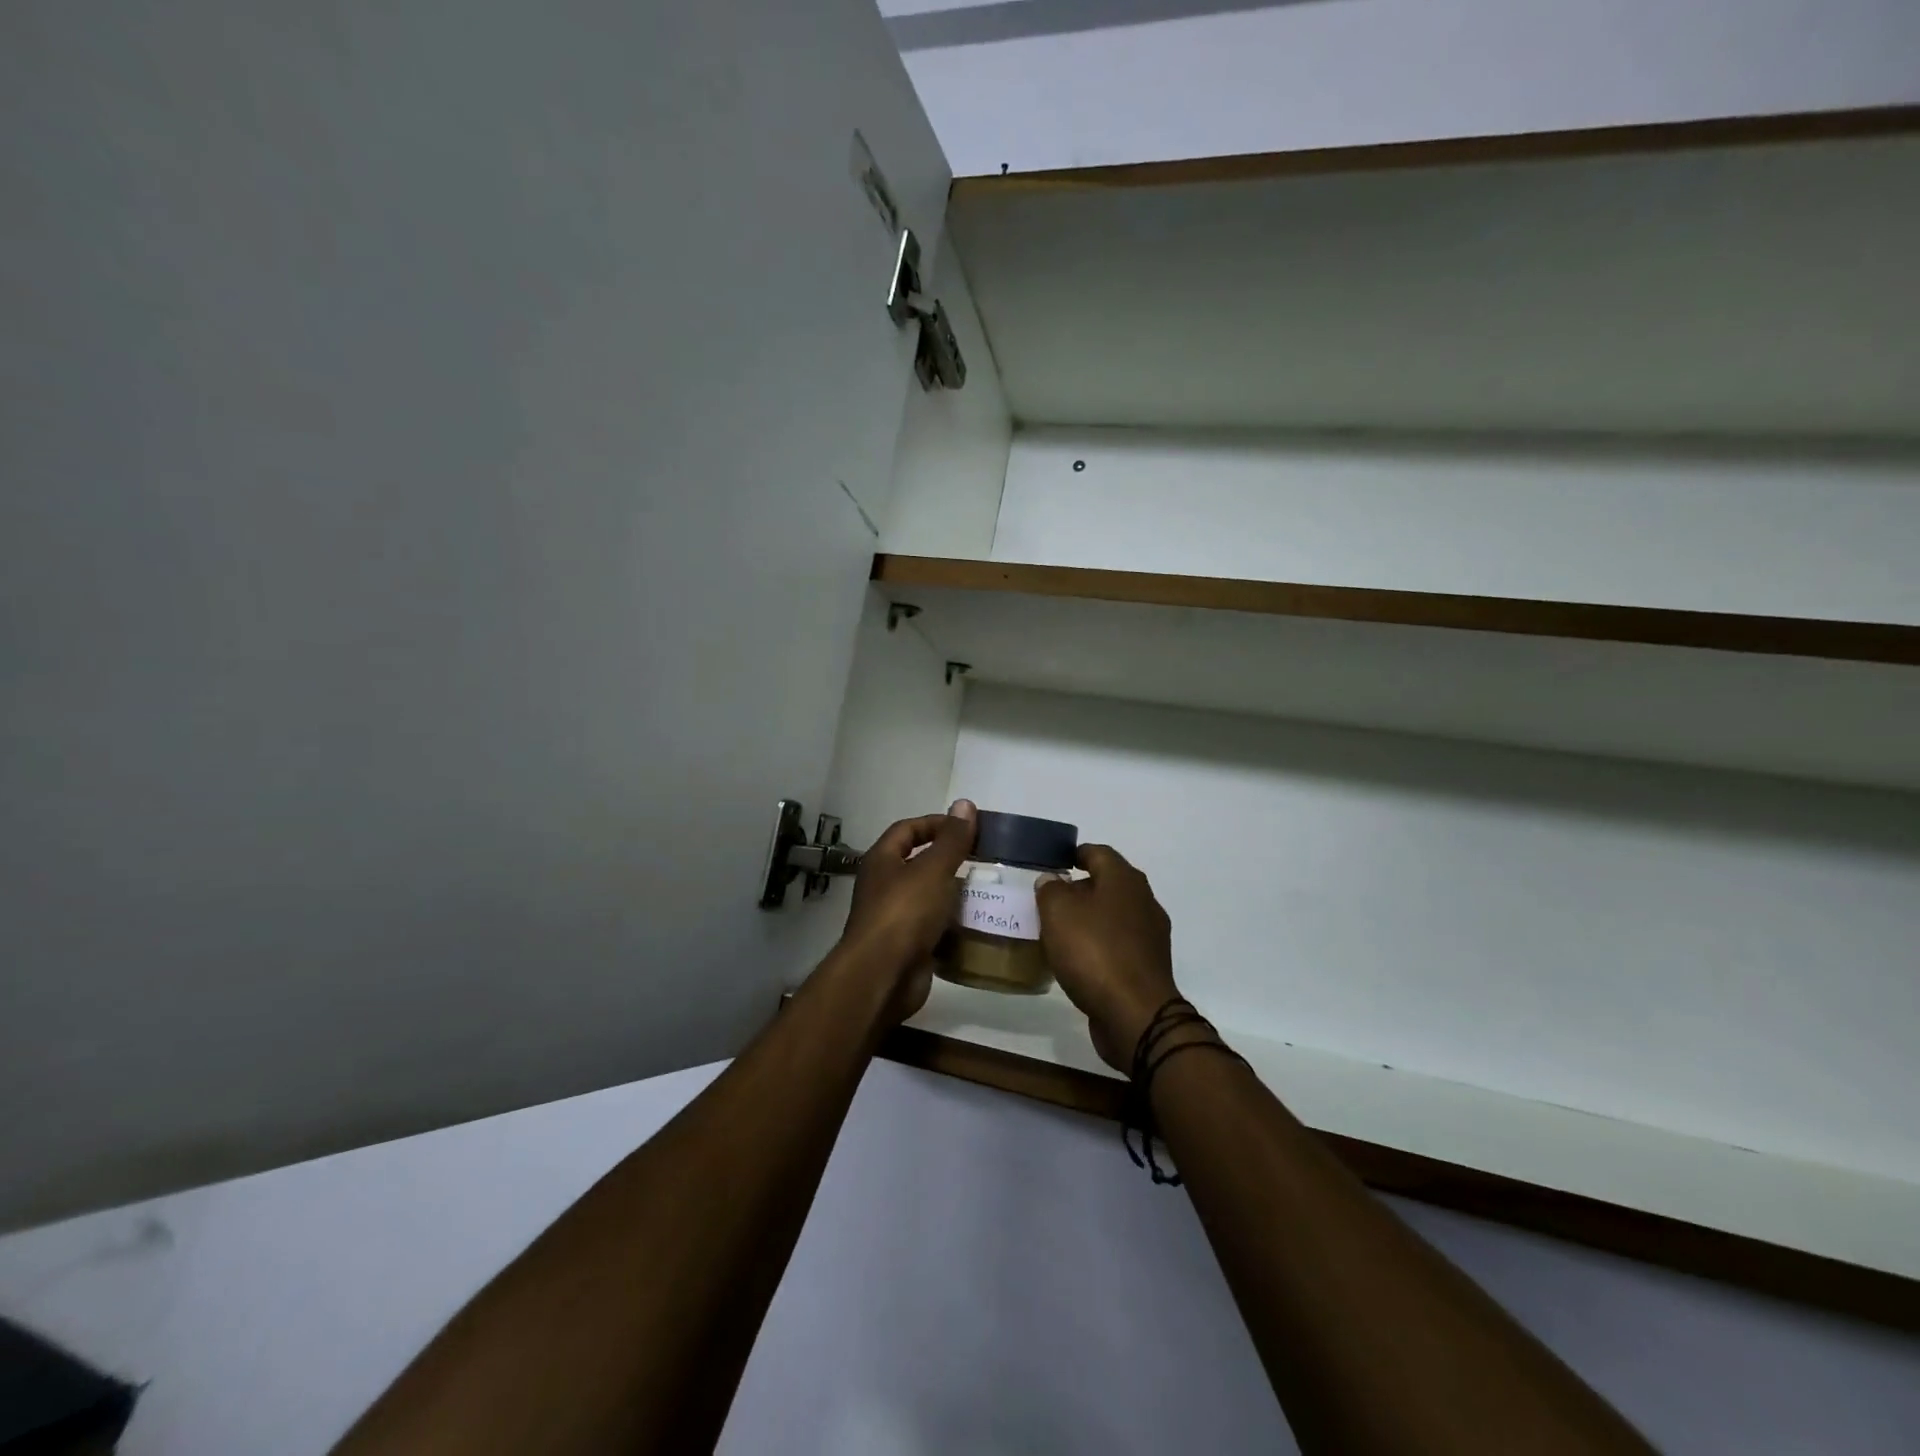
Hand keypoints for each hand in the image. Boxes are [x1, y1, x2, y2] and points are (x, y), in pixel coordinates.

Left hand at [838, 800, 976, 1018]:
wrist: (884, 976)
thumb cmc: (905, 913)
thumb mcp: (933, 869)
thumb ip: (952, 839)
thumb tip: (965, 804)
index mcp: (882, 861)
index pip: (907, 829)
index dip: (935, 823)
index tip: (967, 826)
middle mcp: (884, 886)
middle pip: (918, 863)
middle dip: (949, 860)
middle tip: (982, 859)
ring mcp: (894, 918)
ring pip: (929, 897)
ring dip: (954, 893)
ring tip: (987, 889)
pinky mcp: (907, 945)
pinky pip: (933, 927)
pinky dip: (953, 924)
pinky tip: (977, 923)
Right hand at [1037, 845, 1180, 1071]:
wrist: (1135, 1014)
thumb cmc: (1094, 952)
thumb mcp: (1058, 912)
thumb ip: (1050, 889)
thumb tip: (1052, 880)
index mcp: (1124, 880)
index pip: (1098, 853)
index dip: (1075, 853)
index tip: (1054, 862)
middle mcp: (1144, 901)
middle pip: (1108, 884)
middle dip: (1080, 889)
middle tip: (1050, 900)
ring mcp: (1150, 935)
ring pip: (1113, 916)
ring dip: (1089, 919)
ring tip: (1059, 931)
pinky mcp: (1148, 966)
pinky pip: (1118, 945)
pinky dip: (1098, 945)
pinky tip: (1078, 959)